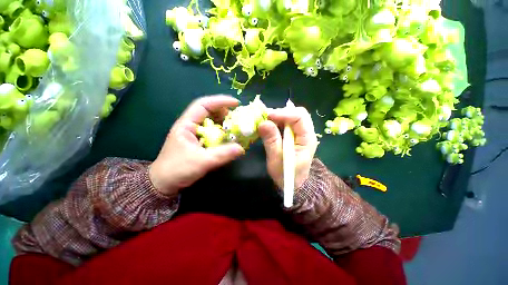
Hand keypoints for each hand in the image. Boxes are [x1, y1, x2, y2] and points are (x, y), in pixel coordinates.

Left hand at [149, 95, 244, 195]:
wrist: (164, 183)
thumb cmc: (177, 170)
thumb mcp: (202, 162)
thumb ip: (222, 155)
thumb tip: (241, 148)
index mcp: (186, 125)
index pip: (203, 105)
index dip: (220, 101)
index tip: (236, 103)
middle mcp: (190, 125)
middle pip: (208, 111)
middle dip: (224, 112)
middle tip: (237, 118)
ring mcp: (194, 133)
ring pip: (211, 121)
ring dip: (224, 122)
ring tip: (235, 127)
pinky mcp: (198, 141)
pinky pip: (212, 132)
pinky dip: (222, 132)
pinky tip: (228, 137)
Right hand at [258, 106, 318, 189]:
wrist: (293, 184)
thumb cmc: (286, 175)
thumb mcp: (277, 160)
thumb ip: (271, 141)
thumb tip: (263, 123)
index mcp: (307, 138)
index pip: (300, 117)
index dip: (284, 113)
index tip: (268, 116)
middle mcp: (306, 133)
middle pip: (297, 114)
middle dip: (280, 113)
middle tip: (265, 117)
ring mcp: (300, 134)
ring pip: (291, 117)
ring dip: (278, 117)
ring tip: (264, 121)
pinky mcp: (294, 136)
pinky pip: (286, 124)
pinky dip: (277, 122)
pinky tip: (268, 126)